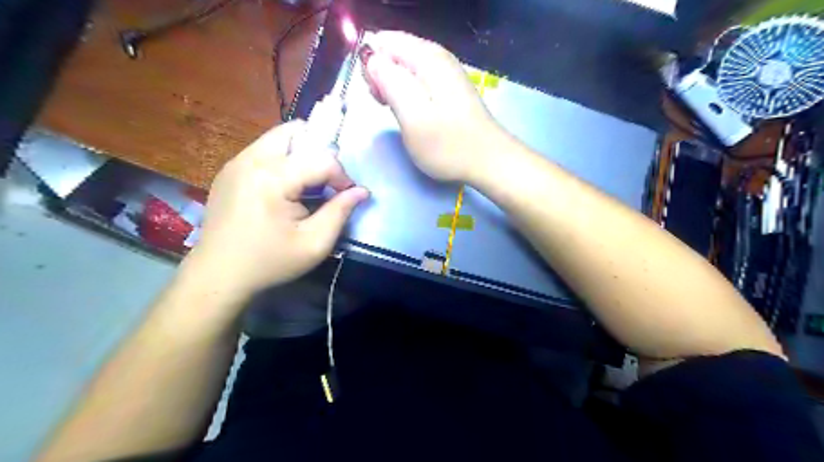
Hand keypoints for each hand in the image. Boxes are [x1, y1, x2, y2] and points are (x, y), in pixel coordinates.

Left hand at [188, 121, 368, 295]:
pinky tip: (285, 190)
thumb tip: (361, 191)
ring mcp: (236, 162)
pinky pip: (264, 150)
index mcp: (272, 178)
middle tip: (326, 182)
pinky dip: (283, 160)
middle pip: (296, 131)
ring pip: (279, 137)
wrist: (218, 275)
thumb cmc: (270, 262)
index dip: (342, 177)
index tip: (346, 197)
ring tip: (307, 185)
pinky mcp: (229, 170)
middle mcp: (251, 160)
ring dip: (301, 154)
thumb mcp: (314, 243)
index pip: (322, 158)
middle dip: (320, 152)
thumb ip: (340, 212)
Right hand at [365, 29, 505, 181]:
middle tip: (386, 106)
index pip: (384, 42)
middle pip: (395, 53)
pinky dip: (408, 94)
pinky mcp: (450, 90)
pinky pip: (419, 81)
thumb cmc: (448, 144)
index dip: (372, 66)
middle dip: (382, 77)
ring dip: (394, 88)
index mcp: (427, 58)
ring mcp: (447, 74)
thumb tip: (372, 59)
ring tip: (398, 113)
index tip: (377, 94)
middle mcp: (438, 58)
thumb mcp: (412, 116)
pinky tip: (412, 113)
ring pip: (406, 68)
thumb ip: (389, 82)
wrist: (488, 162)